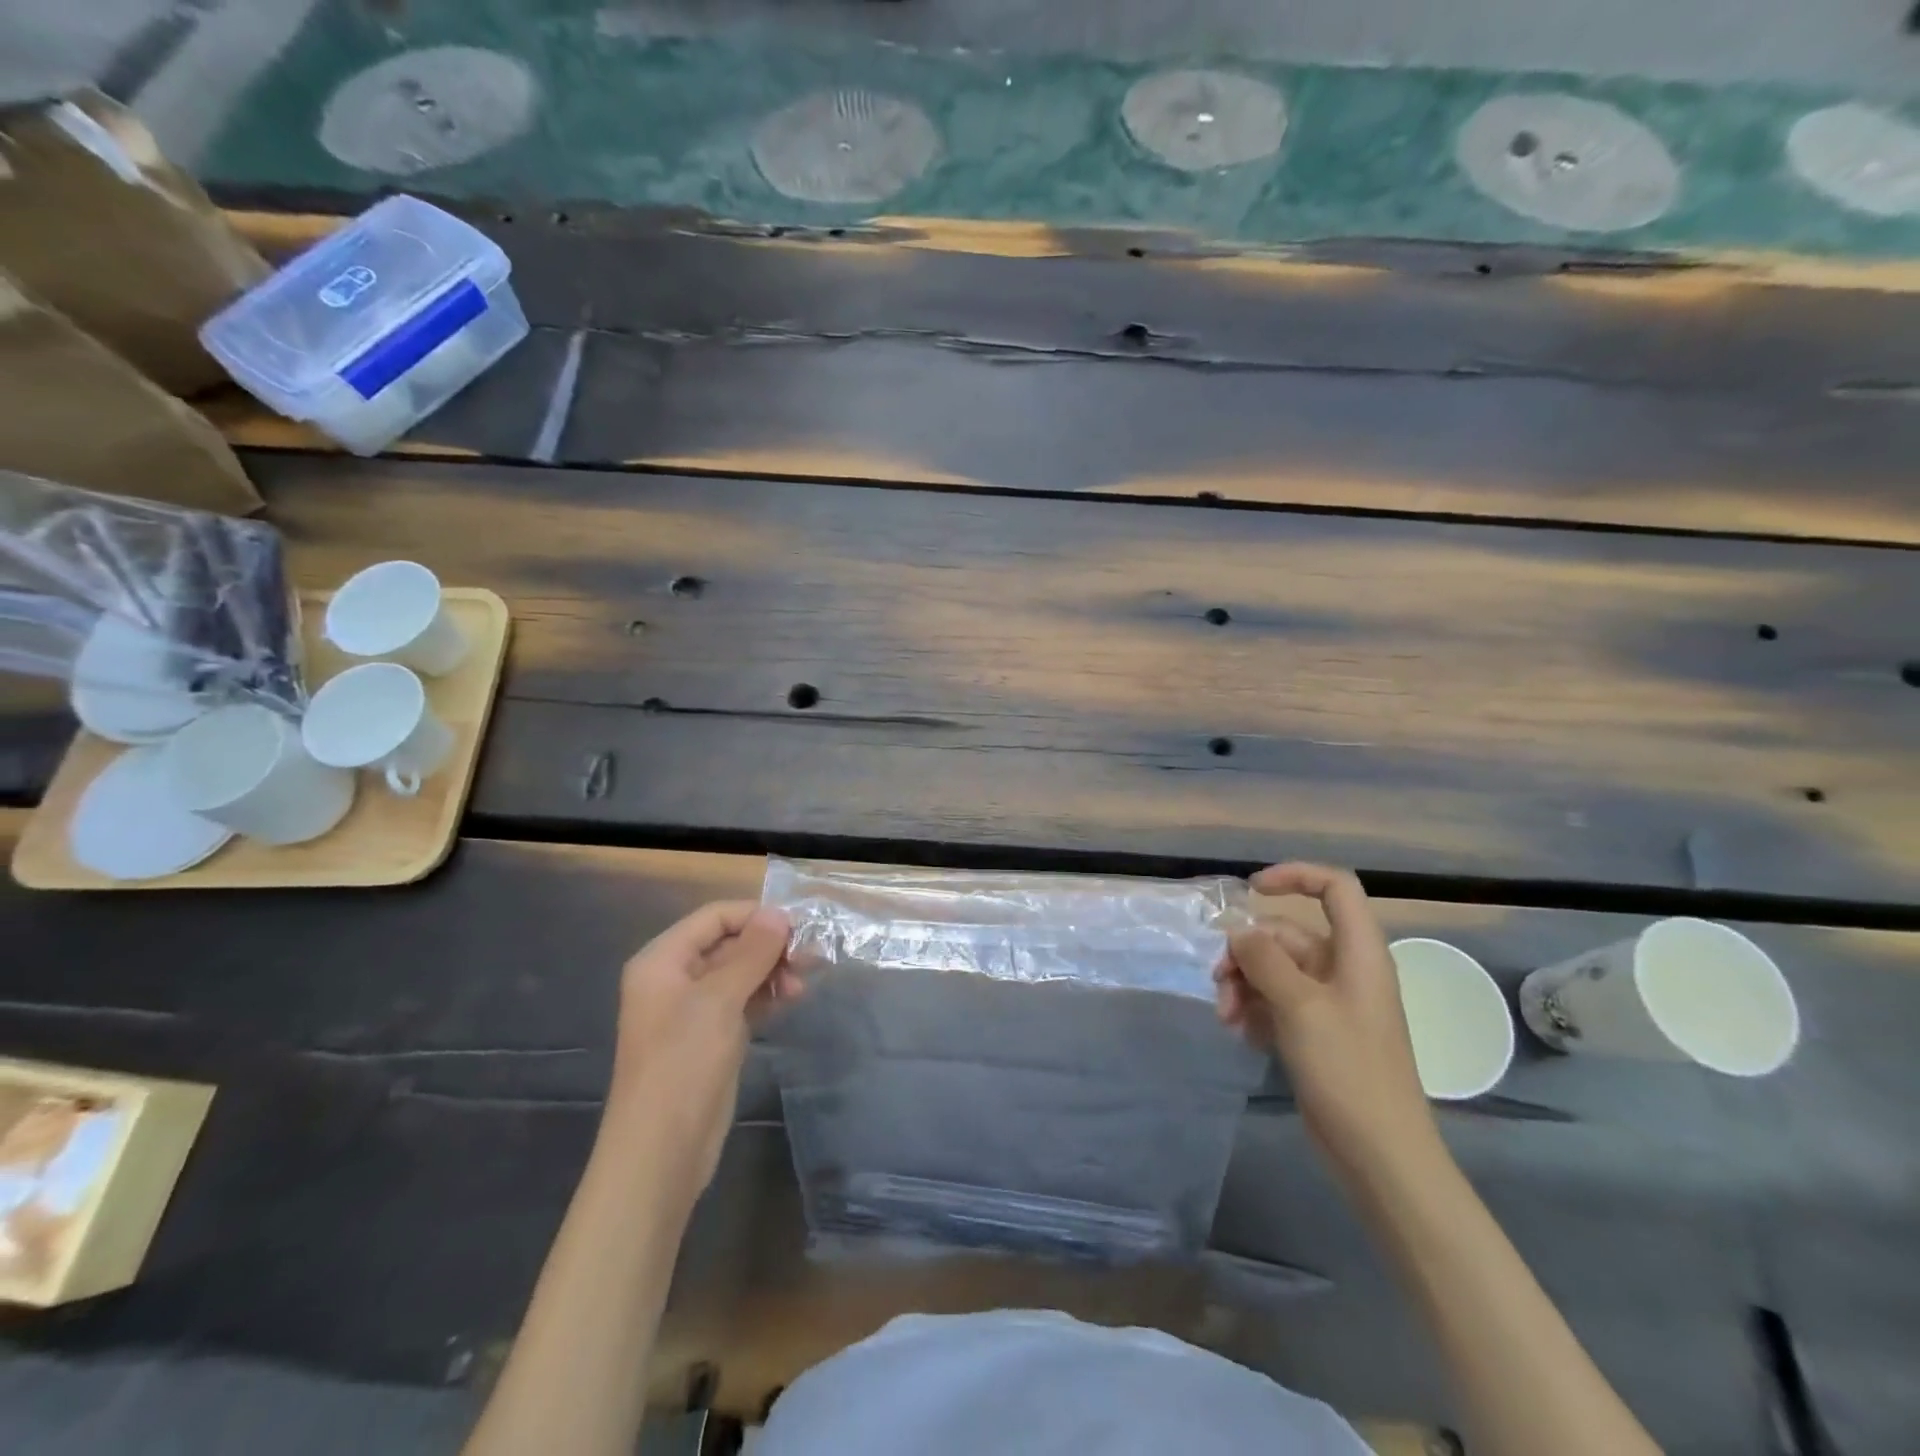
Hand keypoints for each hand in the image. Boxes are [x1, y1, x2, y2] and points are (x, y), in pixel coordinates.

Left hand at [608, 901, 798, 1193]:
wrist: (662, 1151)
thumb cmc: (683, 1064)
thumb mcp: (718, 1001)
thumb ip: (751, 953)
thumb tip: (780, 914)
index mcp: (662, 961)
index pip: (714, 917)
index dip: (755, 916)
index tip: (798, 927)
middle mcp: (675, 978)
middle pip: (729, 943)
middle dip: (769, 945)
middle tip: (811, 956)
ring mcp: (693, 1010)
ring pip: (740, 973)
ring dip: (772, 970)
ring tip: (804, 982)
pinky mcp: (711, 1037)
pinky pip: (743, 1000)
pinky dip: (767, 994)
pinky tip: (792, 997)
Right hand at [1215, 863, 1436, 1177]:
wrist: (1379, 1155)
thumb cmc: (1348, 1070)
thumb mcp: (1300, 1006)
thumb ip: (1265, 960)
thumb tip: (1239, 932)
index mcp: (1357, 952)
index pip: (1334, 888)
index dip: (1295, 876)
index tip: (1251, 890)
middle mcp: (1344, 970)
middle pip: (1286, 936)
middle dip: (1247, 953)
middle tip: (1218, 982)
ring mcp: (1330, 1004)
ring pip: (1275, 971)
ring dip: (1244, 986)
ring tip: (1226, 1017)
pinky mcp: (1317, 1034)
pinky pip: (1277, 1003)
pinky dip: (1255, 1011)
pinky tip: (1241, 1035)